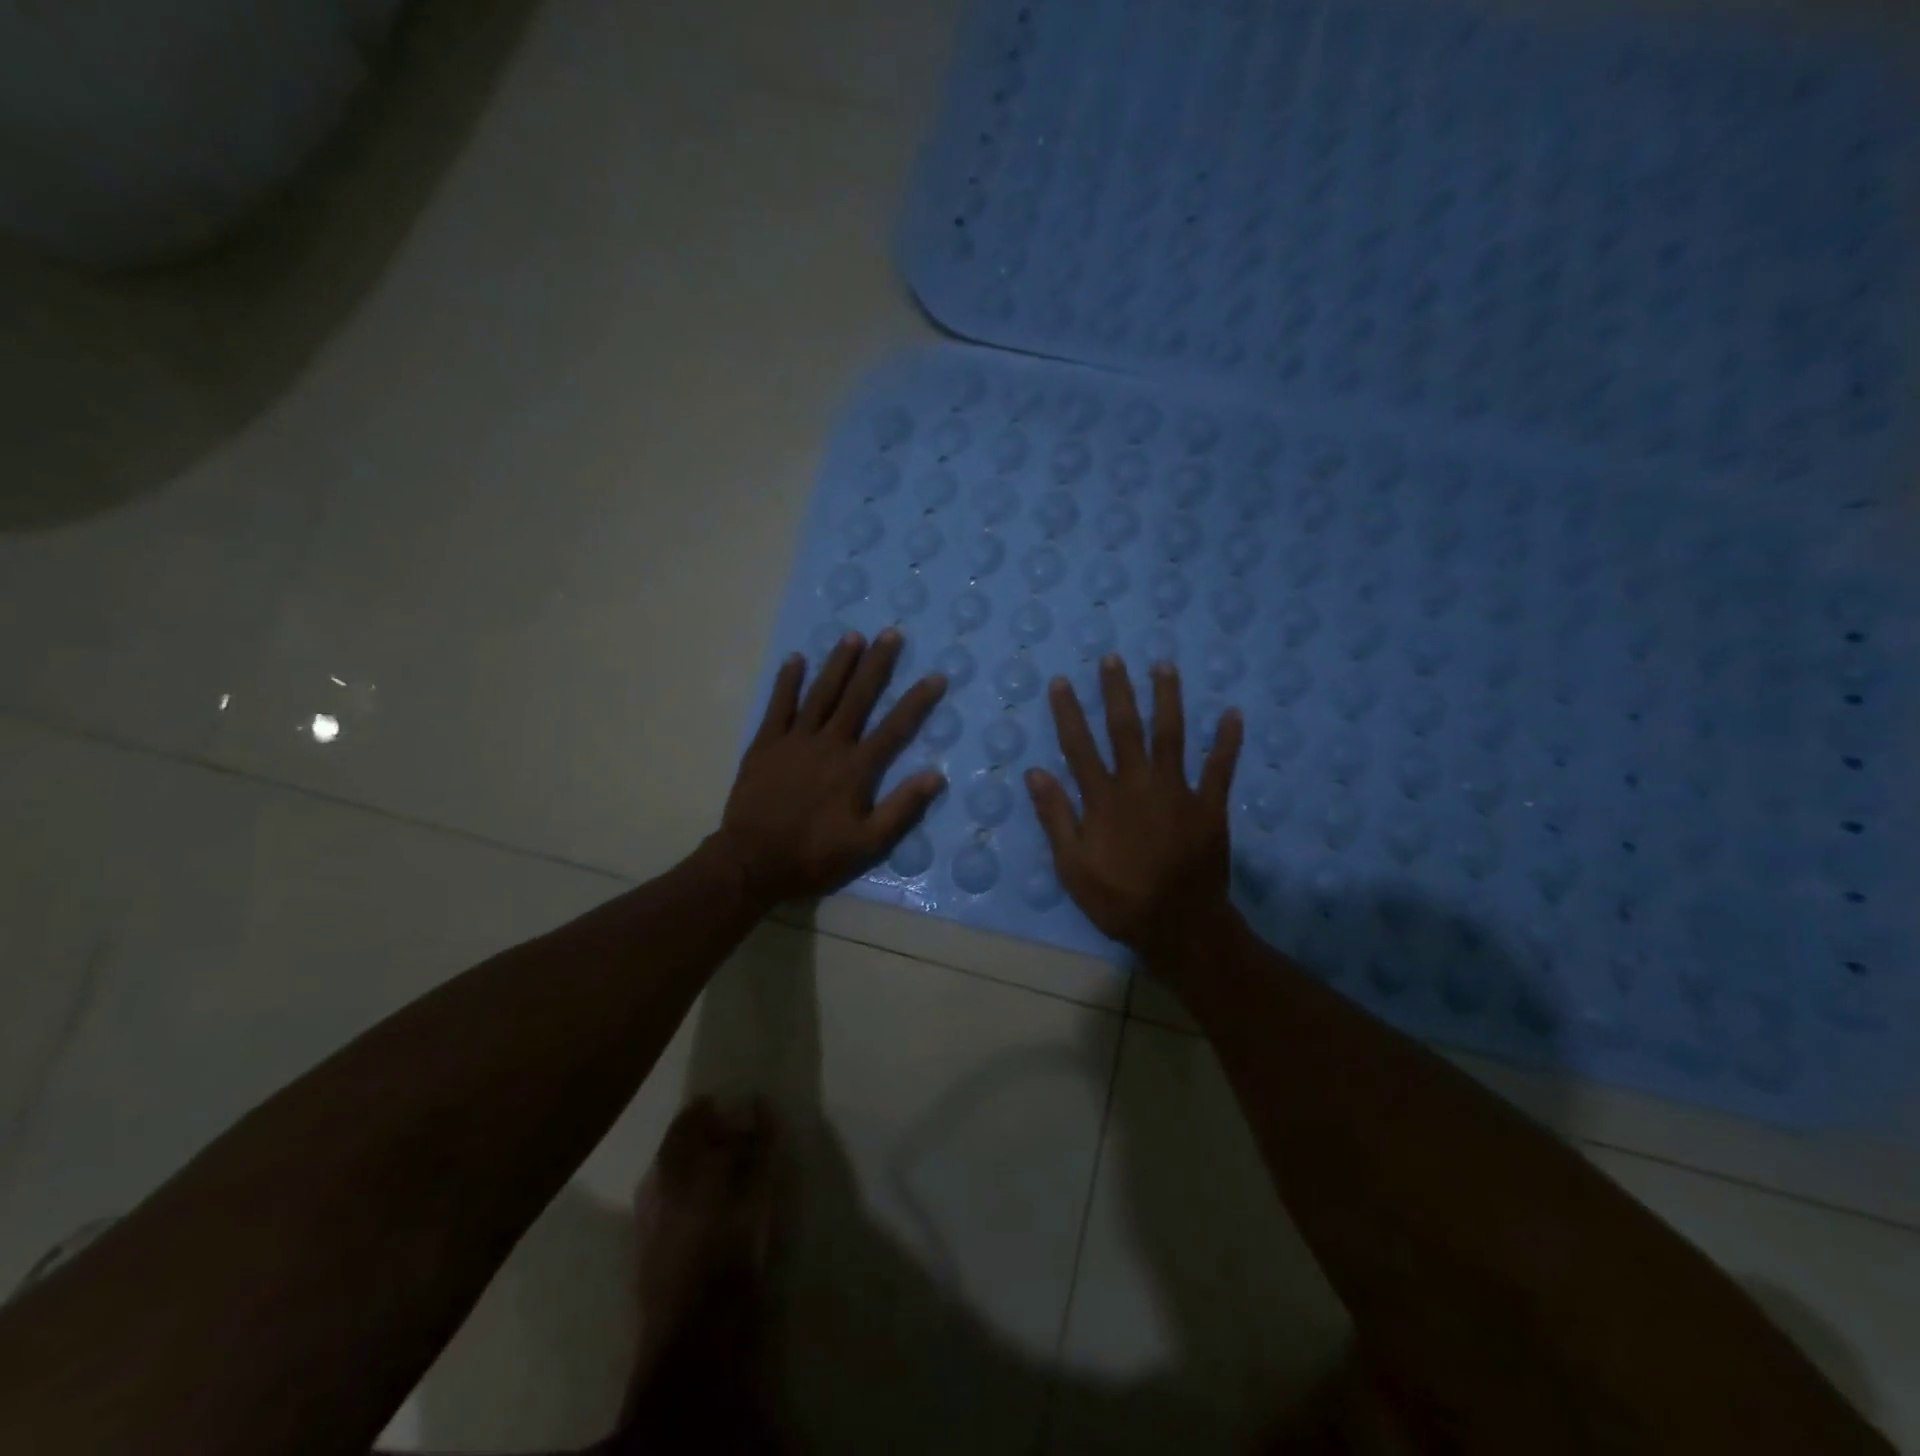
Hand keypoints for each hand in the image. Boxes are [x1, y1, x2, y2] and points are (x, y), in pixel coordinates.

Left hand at [714, 630, 946, 908]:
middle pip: (858, 697)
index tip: (935, 676)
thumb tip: (936, 776)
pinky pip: (779, 705)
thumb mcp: (868, 844)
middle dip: (877, 664)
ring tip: (853, 636)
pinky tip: (796, 659)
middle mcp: (829, 744)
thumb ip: (902, 808)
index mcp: (856, 768)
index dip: (917, 701)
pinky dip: (788, 681)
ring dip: (838, 663)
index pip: (895, 728)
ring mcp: (794, 740)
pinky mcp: (765, 744)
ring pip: (821, 693)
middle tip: (891, 634)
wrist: (752, 862)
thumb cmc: (814, 855)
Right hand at [1025, 656, 1243, 964]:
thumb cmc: (1119, 899)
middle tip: (1113, 659)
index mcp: (1103, 798)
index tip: (1062, 682)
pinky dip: (1227, 742)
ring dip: (1168, 699)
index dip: (1069, 712)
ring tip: (1164, 667)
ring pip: (1172, 735)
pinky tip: (1233, 714)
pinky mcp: (1210, 806)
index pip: (1080, 746)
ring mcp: (1179, 792)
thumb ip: (1055, 817)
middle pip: (1126, 729)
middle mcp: (1139, 784)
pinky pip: (1221, 768)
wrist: (1179, 925)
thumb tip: (1035, 772)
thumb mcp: (1072, 866)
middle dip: (1117, 692)